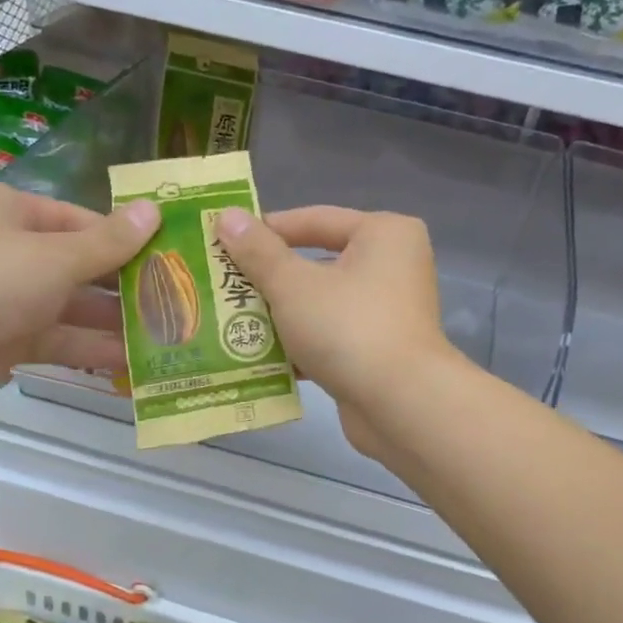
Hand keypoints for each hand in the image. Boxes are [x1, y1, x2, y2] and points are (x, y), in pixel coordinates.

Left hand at [0, 183, 157, 408]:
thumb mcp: (58, 255)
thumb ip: (109, 241)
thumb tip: (155, 210)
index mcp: (8, 211)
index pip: (77, 219)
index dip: (120, 237)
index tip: (163, 254)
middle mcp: (5, 249)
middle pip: (75, 264)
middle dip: (120, 284)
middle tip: (170, 298)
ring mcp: (3, 297)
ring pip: (68, 306)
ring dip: (110, 321)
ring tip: (162, 333)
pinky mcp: (3, 340)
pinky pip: (55, 339)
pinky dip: (88, 348)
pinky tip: (131, 361)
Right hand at [214, 205, 456, 453]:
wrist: (400, 405)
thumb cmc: (349, 328)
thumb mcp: (293, 285)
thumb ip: (258, 252)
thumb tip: (227, 216)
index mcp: (383, 234)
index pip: (314, 219)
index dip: (265, 230)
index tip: (222, 242)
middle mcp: (393, 267)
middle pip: (317, 263)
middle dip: (269, 279)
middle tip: (222, 285)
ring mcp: (388, 312)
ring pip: (321, 304)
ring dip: (279, 315)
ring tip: (231, 322)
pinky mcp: (379, 351)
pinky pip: (330, 336)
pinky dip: (300, 344)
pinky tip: (259, 358)